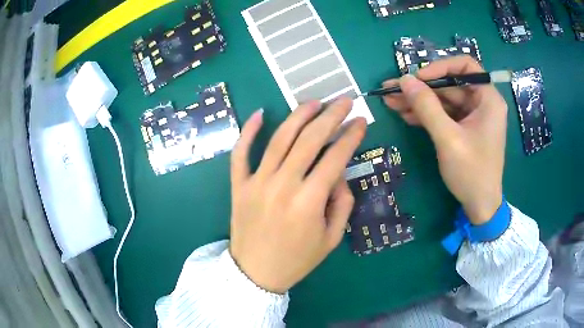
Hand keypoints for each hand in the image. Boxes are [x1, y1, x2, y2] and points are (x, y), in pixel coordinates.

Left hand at [229, 98, 366, 293]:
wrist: (255, 273)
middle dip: (331, 116)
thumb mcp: (331, 239)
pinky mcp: (238, 185)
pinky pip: (240, 153)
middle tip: (344, 101)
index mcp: (309, 201)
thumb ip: (341, 204)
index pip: (335, 157)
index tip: (361, 120)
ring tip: (314, 102)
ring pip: (279, 139)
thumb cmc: (297, 260)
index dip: (351, 136)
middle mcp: (283, 185)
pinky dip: (248, 131)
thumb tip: (339, 175)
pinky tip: (260, 113)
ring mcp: (257, 182)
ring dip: (299, 116)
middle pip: (310, 140)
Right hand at [383, 56, 506, 224]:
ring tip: (392, 103)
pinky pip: (444, 114)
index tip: (418, 78)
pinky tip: (406, 115)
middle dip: (421, 87)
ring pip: (444, 99)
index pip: (465, 66)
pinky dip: (426, 114)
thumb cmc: (471, 172)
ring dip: (419, 101)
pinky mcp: (464, 128)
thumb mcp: (448, 139)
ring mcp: (473, 116)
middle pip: (449, 84)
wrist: (479, 205)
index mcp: (488, 99)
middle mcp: (482, 102)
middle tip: (392, 89)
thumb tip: (404, 80)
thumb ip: (427, 107)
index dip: (440, 66)